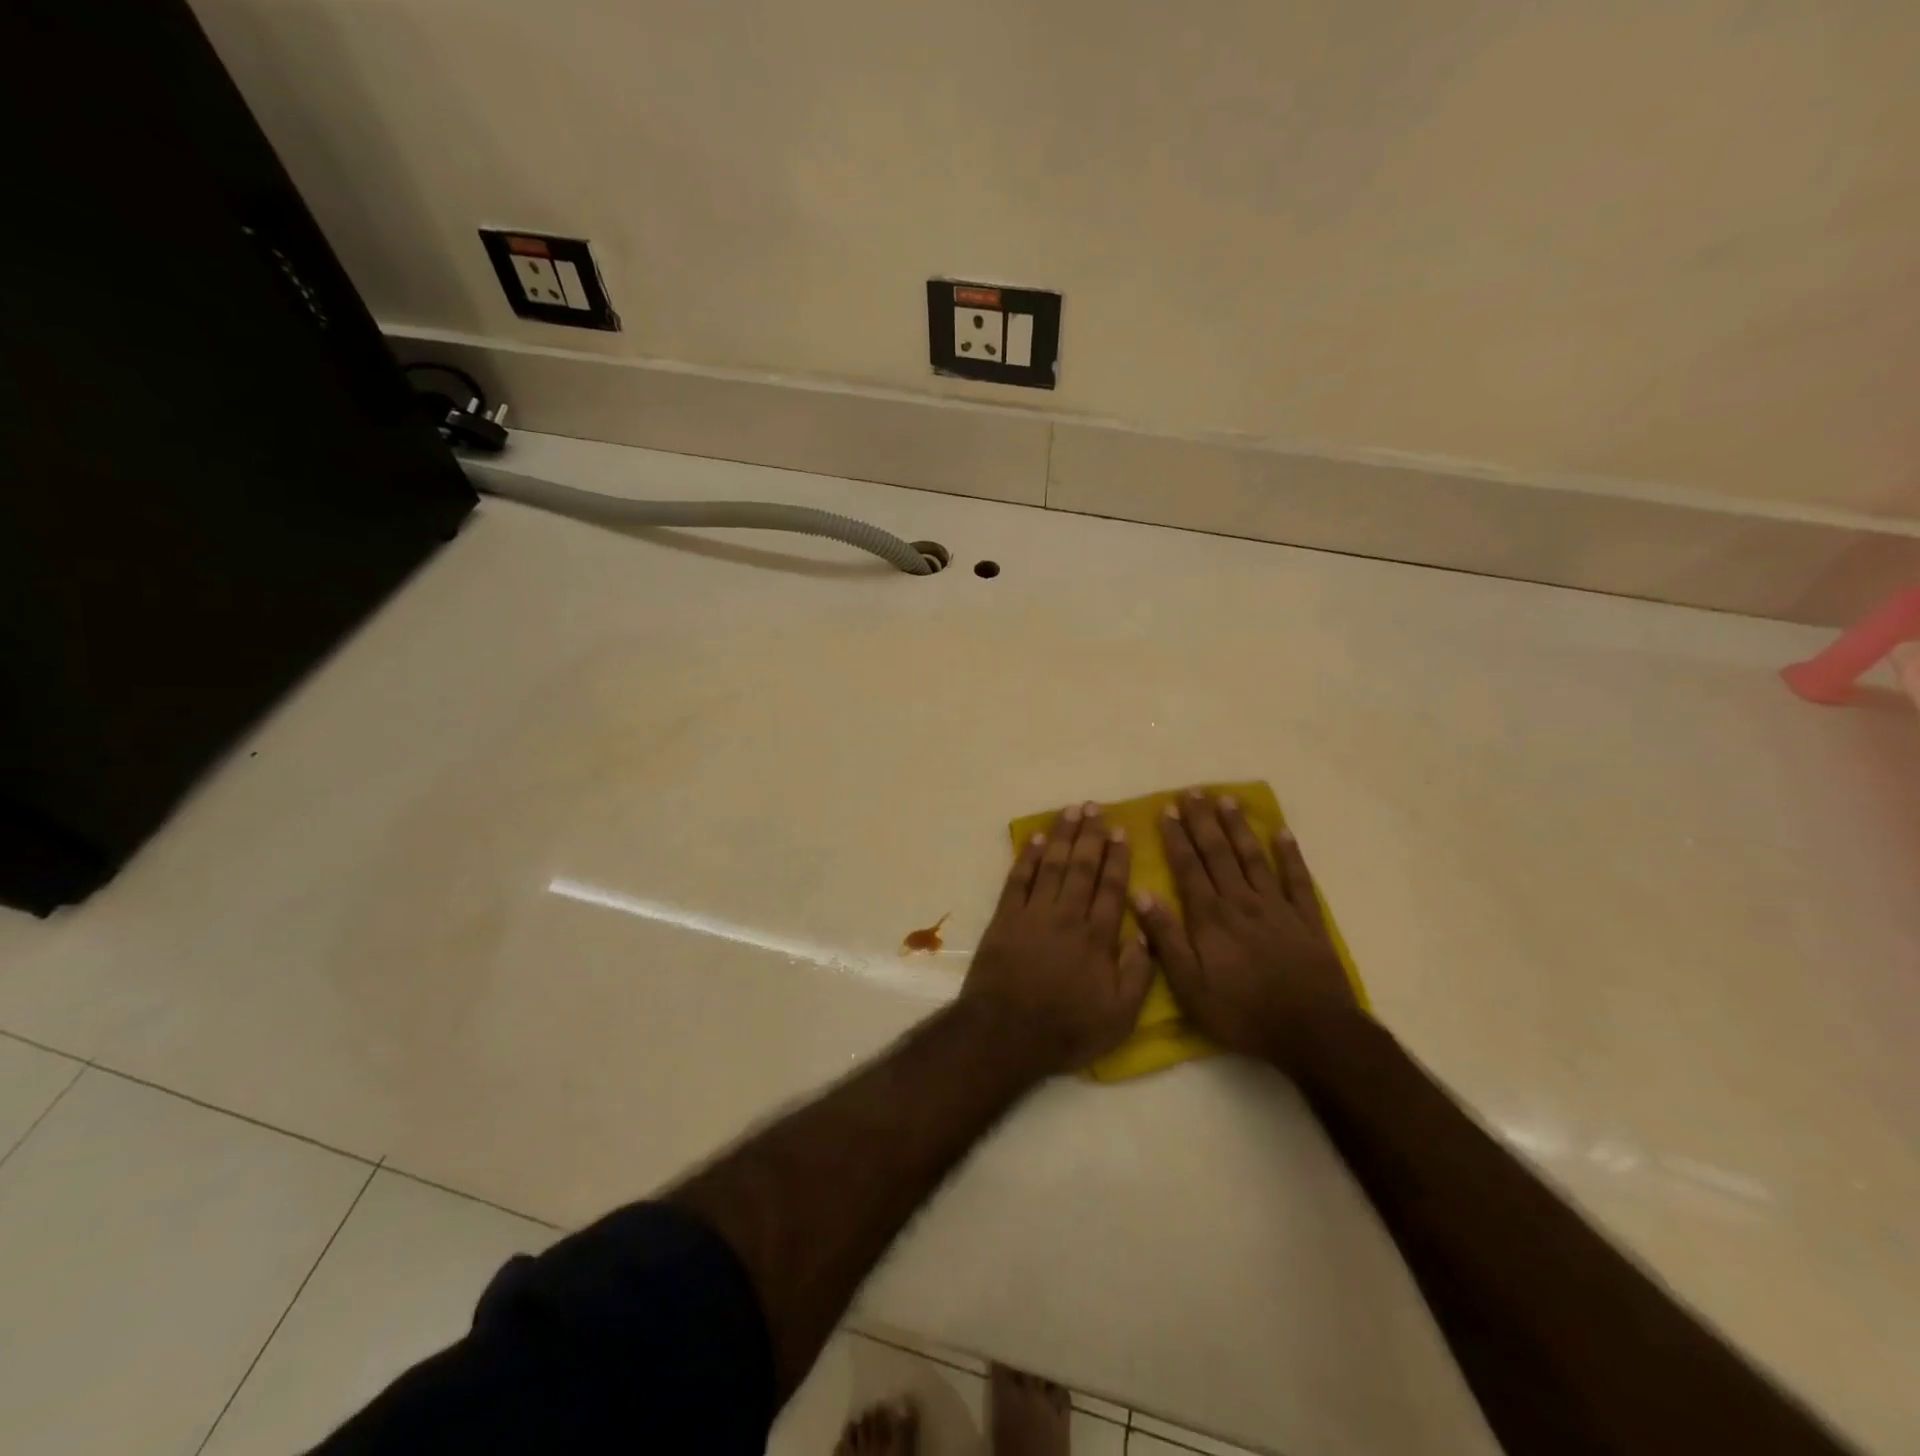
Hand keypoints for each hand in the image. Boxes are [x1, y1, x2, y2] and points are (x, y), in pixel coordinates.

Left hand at [958, 803, 1152, 1077]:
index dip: (1117, 858)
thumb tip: (1148, 934)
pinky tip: (1037, 839)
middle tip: (1095, 807)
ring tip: (1071, 810)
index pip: (1112, 888)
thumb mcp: (1118, 1017)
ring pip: (1053, 865)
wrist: (1005, 1034)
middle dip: (1090, 835)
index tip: (1122, 831)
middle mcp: (1067, 916)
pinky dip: (1028, 858)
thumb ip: (1138, 974)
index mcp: (1097, 937)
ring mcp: (1033, 914)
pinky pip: (1019, 880)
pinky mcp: (1005, 919)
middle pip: (1082, 867)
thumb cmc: (1066, 1030)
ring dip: (1063, 836)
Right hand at [1134, 791, 1358, 1070]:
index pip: (1188, 868)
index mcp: (1210, 917)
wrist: (1312, 1031)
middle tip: (1193, 792)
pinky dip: (1290, 855)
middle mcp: (1241, 902)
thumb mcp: (1190, 986)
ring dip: (1238, 828)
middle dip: (1203, 822)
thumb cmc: (1242, 1012)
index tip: (1166, 810)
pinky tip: (1282, 832)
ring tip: (1227, 800)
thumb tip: (1141, 894)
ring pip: (1253, 858)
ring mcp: (1277, 907)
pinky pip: (1297, 879)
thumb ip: (1166, 938)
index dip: (1176, 838)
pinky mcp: (1307, 920)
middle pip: (1218, 854)